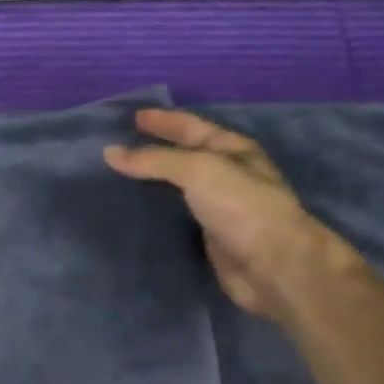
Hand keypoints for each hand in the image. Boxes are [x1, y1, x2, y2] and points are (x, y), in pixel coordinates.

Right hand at [106, 109, 344, 321]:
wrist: (273, 266)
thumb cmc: (242, 207)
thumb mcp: (198, 170)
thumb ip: (154, 161)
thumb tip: (110, 152)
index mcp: (232, 149)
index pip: (191, 127)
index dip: (163, 121)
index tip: (133, 117)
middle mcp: (227, 175)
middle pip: (184, 156)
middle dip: (155, 150)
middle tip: (120, 149)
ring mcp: (220, 208)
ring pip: (178, 189)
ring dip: (153, 184)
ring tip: (119, 181)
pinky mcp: (210, 238)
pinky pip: (177, 219)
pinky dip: (156, 214)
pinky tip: (136, 214)